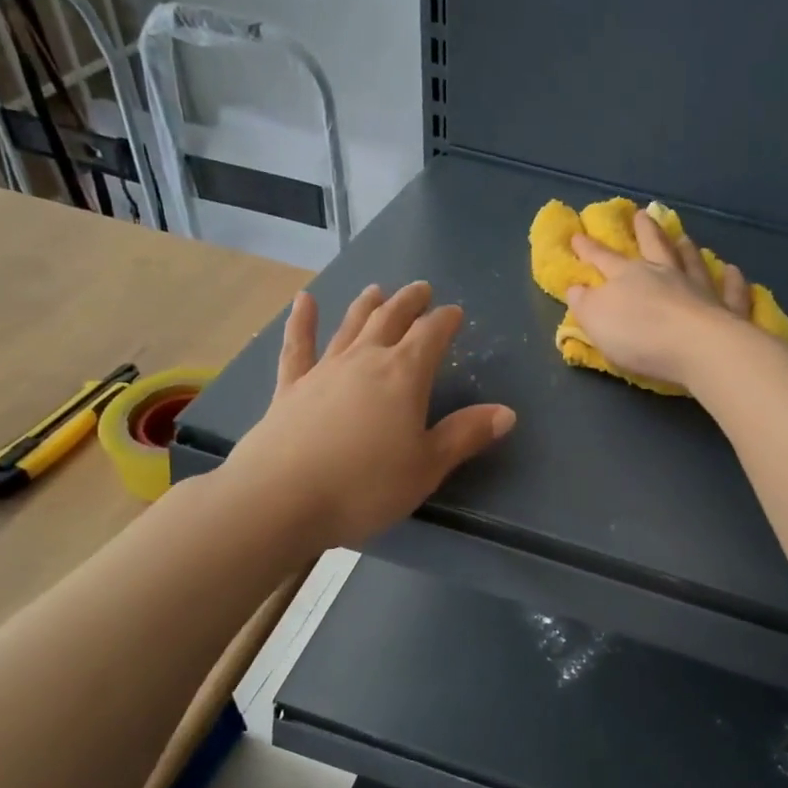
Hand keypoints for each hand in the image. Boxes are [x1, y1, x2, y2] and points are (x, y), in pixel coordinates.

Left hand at [224, 282, 514, 548]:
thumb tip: (507, 412)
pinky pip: (298, 347)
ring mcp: (324, 371)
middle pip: (391, 320)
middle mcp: (365, 361)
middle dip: (409, 303)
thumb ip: (465, 435)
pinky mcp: (290, 388)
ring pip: (350, 327)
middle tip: (421, 289)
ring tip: (376, 289)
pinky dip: (302, 322)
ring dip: (366, 306)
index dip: (446, 321)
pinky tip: (304, 301)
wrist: (281, 498)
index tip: (456, 313)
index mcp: (403, 376)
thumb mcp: (427, 466)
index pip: (431, 336)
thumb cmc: (366, 486)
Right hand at [563, 212, 753, 388]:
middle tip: (643, 215)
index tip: (578, 235)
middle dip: (645, 231)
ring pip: (692, 262)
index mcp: (628, 277)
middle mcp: (665, 275)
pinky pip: (730, 292)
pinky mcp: (727, 310)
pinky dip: (732, 281)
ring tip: (684, 238)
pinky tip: (733, 271)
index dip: (589, 249)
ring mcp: (699, 289)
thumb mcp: (597, 320)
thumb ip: (585, 304)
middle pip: (654, 247)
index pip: (603, 259)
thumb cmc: (640, 336)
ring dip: (687, 249)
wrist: (696, 348)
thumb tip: (577, 288)